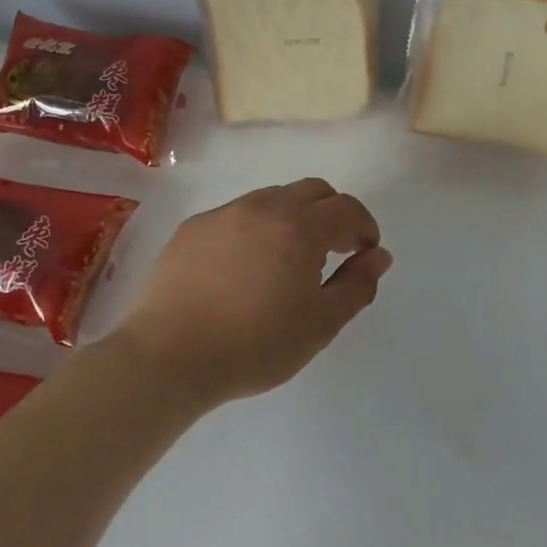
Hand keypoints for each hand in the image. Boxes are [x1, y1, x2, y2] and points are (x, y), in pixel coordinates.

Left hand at [110, 179, 392, 408]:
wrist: (168, 355)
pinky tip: (243, 267)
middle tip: (332, 252)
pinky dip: (255, 229)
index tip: (364, 254)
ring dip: (293, 218)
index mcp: (300, 227)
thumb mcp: (320, 324)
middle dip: (332, 214)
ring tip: (287, 261)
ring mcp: (224, 214)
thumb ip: (357, 285)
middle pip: (313, 191)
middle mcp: (263, 207)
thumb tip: (378, 256)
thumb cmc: (254, 345)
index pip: (347, 208)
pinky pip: (237, 215)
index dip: (364, 228)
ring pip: (272, 198)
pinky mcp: (192, 228)